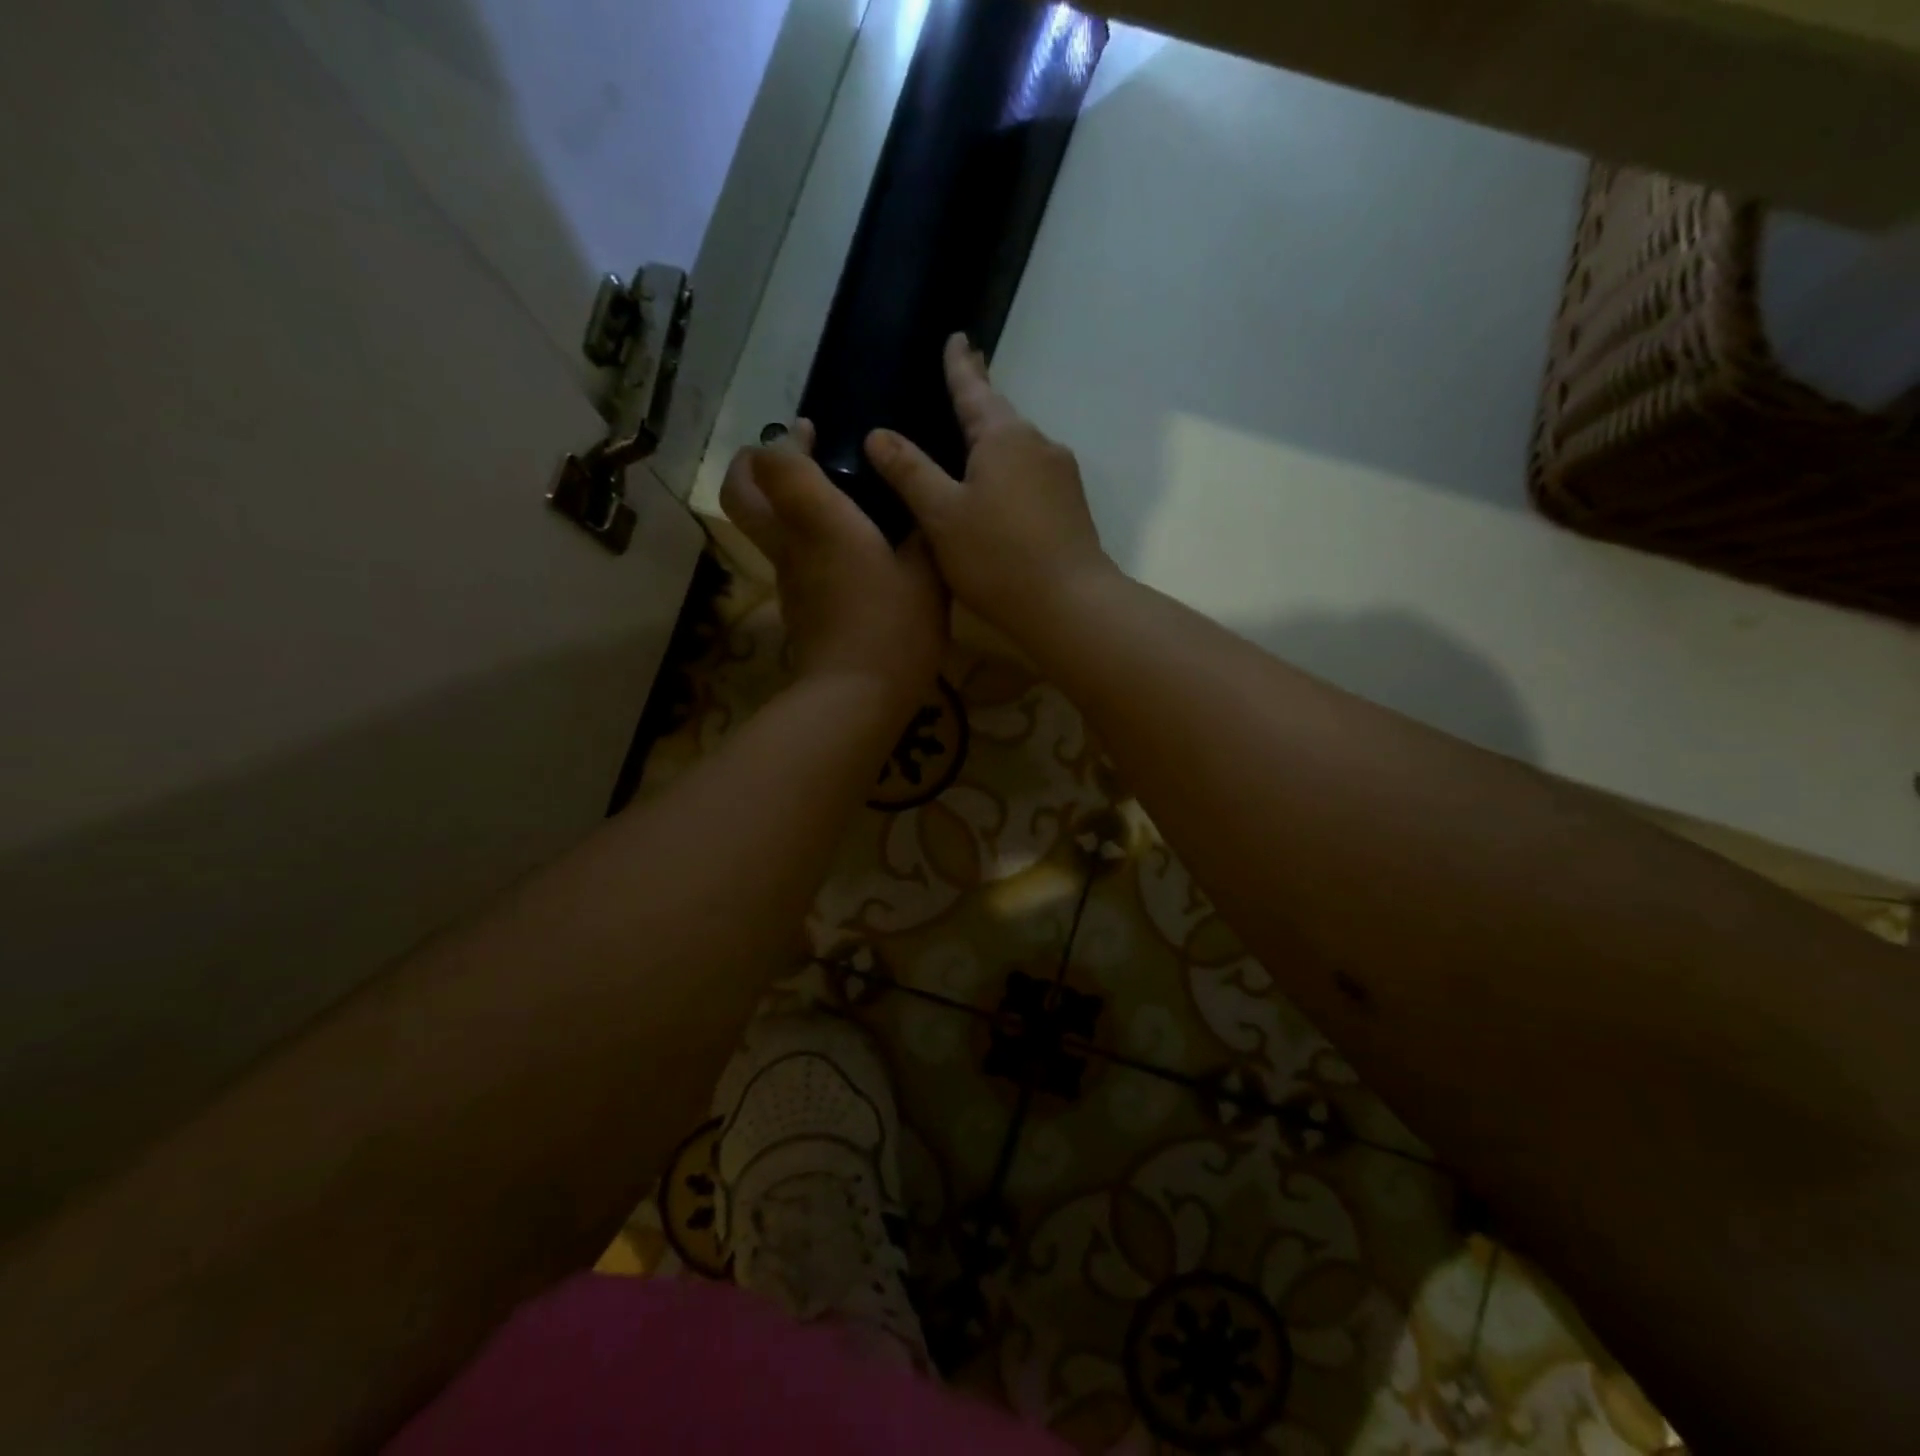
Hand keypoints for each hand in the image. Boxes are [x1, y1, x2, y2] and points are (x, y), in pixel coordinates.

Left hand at [720, 420, 947, 711]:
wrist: (857, 697)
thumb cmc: (894, 627)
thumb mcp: (927, 573)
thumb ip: (924, 530)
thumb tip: (925, 504)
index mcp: (819, 522)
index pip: (775, 461)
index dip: (785, 441)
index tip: (812, 434)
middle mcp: (791, 545)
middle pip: (740, 493)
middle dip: (753, 465)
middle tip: (792, 457)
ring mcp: (788, 580)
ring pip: (763, 527)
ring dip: (782, 504)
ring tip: (831, 500)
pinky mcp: (798, 608)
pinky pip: (790, 559)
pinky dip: (805, 542)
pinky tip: (848, 551)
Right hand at [862, 334, 1115, 640]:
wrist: (1069, 604)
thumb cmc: (997, 556)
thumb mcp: (941, 515)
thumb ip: (909, 472)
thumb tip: (878, 434)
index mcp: (1003, 436)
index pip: (974, 389)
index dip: (960, 365)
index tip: (957, 337)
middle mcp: (1038, 444)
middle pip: (1001, 414)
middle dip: (980, 397)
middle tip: (963, 377)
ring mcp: (1061, 476)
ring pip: (1019, 446)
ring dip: (995, 439)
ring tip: (972, 439)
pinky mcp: (1070, 506)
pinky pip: (1031, 474)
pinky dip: (1009, 470)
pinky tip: (999, 489)